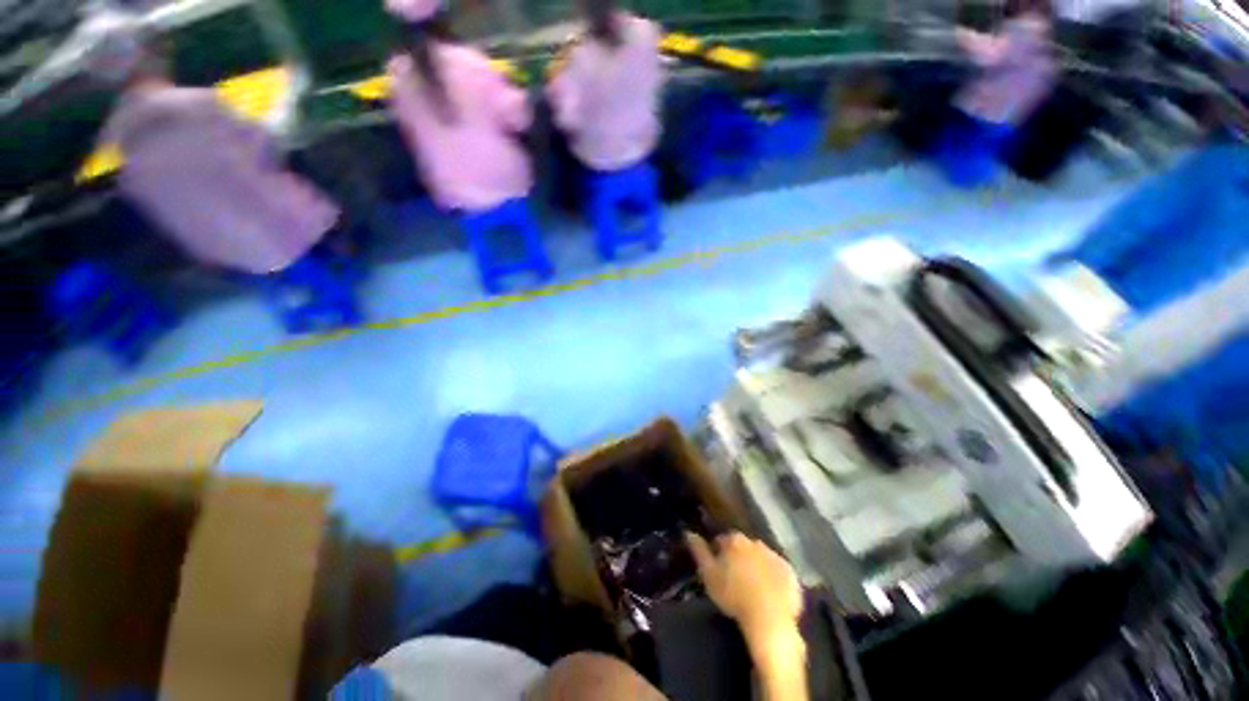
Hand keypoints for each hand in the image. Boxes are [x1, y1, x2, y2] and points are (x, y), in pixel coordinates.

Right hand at [686, 532, 801, 647]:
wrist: (769, 619)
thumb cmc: (733, 595)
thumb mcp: (708, 574)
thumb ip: (698, 551)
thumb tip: (688, 532)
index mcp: (735, 540)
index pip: (722, 540)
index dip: (718, 554)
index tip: (717, 568)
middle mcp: (756, 542)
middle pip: (743, 547)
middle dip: (739, 558)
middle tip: (735, 579)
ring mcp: (775, 556)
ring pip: (761, 558)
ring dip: (756, 567)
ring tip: (752, 589)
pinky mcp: (791, 573)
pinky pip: (778, 572)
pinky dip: (773, 579)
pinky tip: (770, 595)